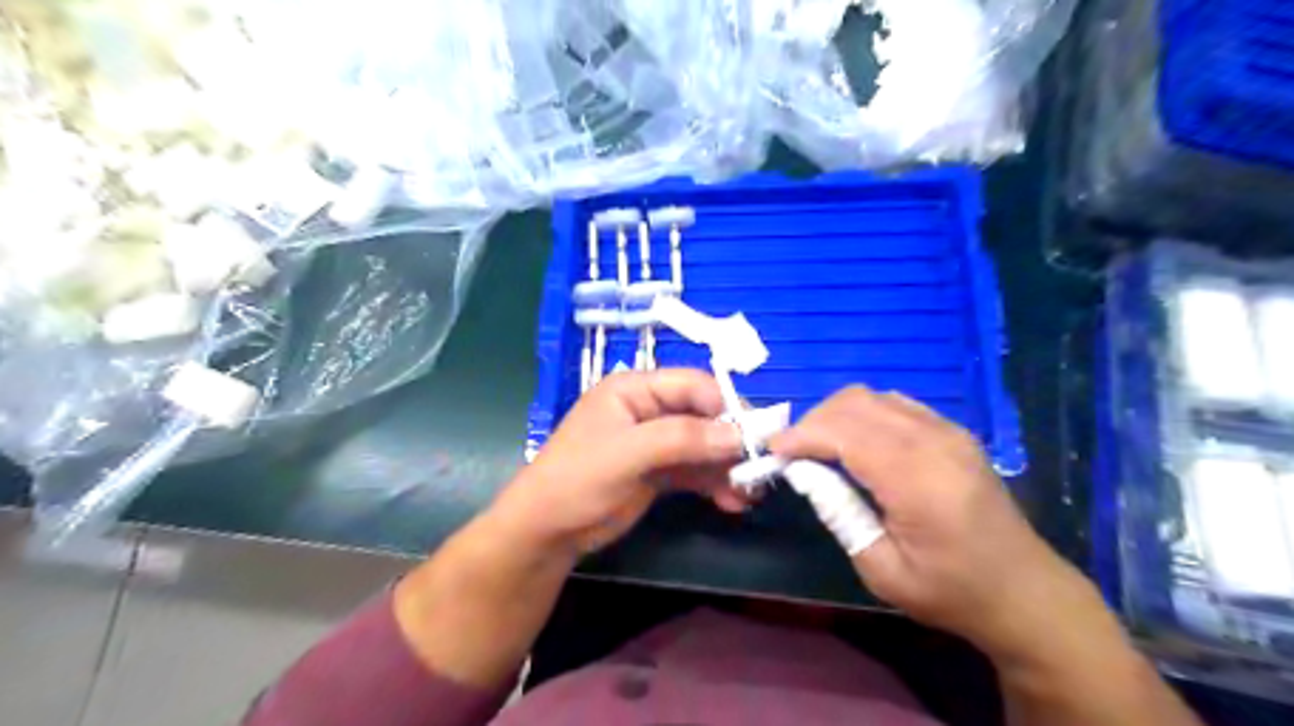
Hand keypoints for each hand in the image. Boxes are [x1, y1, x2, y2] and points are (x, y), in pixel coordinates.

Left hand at [492, 372, 747, 559]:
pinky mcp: (659, 471)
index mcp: (634, 389)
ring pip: (703, 445)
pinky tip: (733, 502)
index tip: (750, 436)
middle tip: (758, 468)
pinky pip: (695, 470)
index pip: (691, 384)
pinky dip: (715, 483)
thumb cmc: (578, 480)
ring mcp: (655, 441)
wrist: (548, 531)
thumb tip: (737, 435)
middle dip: (730, 441)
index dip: (723, 406)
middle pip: (703, 414)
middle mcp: (648, 409)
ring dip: (727, 466)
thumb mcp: (627, 454)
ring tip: (749, 492)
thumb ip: (681, 439)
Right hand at [772, 389, 1084, 653]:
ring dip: (836, 415)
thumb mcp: (882, 569)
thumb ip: (839, 513)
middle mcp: (934, 441)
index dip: (801, 435)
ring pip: (872, 397)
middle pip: (855, 404)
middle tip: (792, 453)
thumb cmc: (950, 591)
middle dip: (813, 421)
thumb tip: (803, 472)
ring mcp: (947, 431)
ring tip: (819, 448)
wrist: (1023, 591)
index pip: (844, 433)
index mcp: (917, 479)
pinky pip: (894, 404)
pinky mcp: (952, 431)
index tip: (771, 450)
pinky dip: (863, 415)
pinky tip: (856, 444)